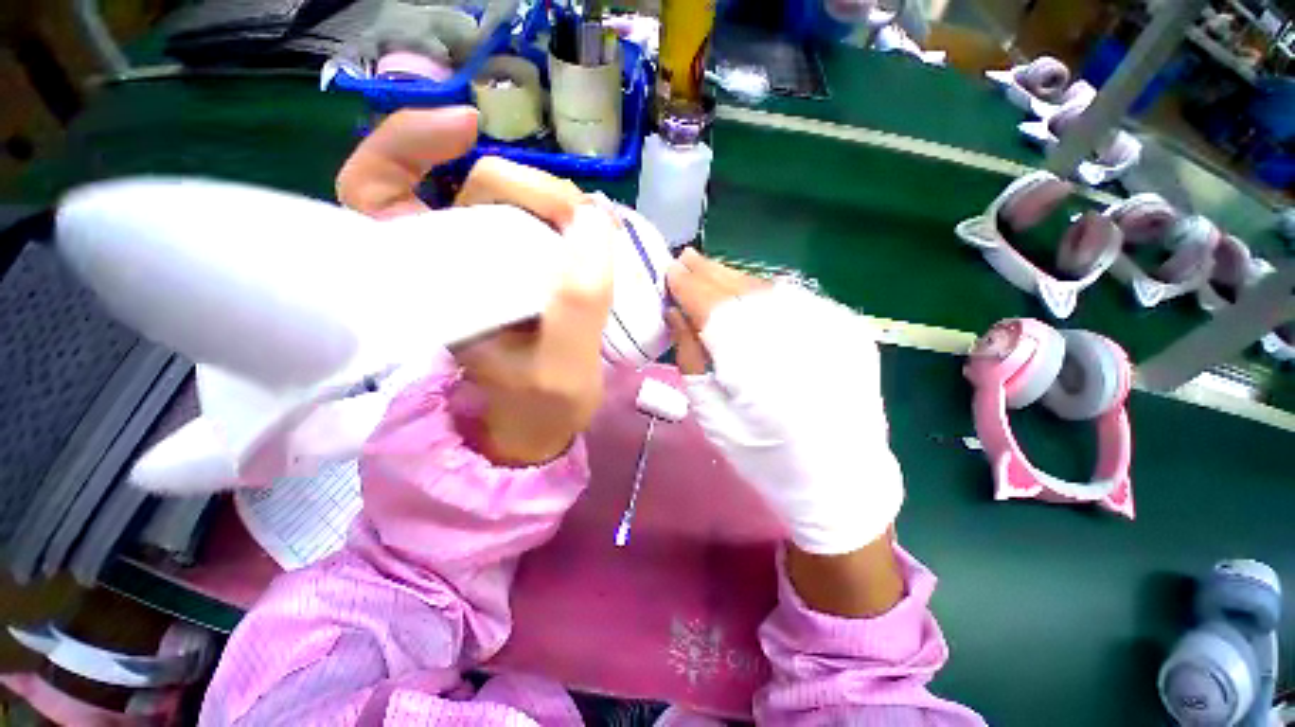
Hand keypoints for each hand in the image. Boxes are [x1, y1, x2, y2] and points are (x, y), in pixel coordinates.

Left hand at [337, 108, 614, 465]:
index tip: (466, 127)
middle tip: (581, 222)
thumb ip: (579, 305)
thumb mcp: (564, 369)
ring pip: (508, 200)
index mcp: (432, 292)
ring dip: (551, 201)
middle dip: (528, 189)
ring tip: (591, 232)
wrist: (546, 421)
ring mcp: (491, 264)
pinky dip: (558, 211)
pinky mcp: (522, 268)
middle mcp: (453, 267)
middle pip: (469, 188)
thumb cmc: (543, 407)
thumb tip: (593, 220)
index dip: (404, 147)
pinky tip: (585, 224)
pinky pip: (533, 220)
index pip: (379, 197)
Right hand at [666, 250, 903, 615]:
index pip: (713, 307)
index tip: (669, 271)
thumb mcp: (712, 414)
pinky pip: (795, 298)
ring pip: (769, 288)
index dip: (688, 286)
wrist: (839, 478)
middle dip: (709, 272)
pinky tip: (750, 295)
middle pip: (742, 289)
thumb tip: (676, 313)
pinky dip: (766, 292)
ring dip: (735, 278)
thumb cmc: (764, 456)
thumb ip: (692, 357)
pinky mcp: (849, 328)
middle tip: (685, 260)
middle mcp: (796, 336)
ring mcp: (830, 328)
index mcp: (755, 365)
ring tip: (711, 272)